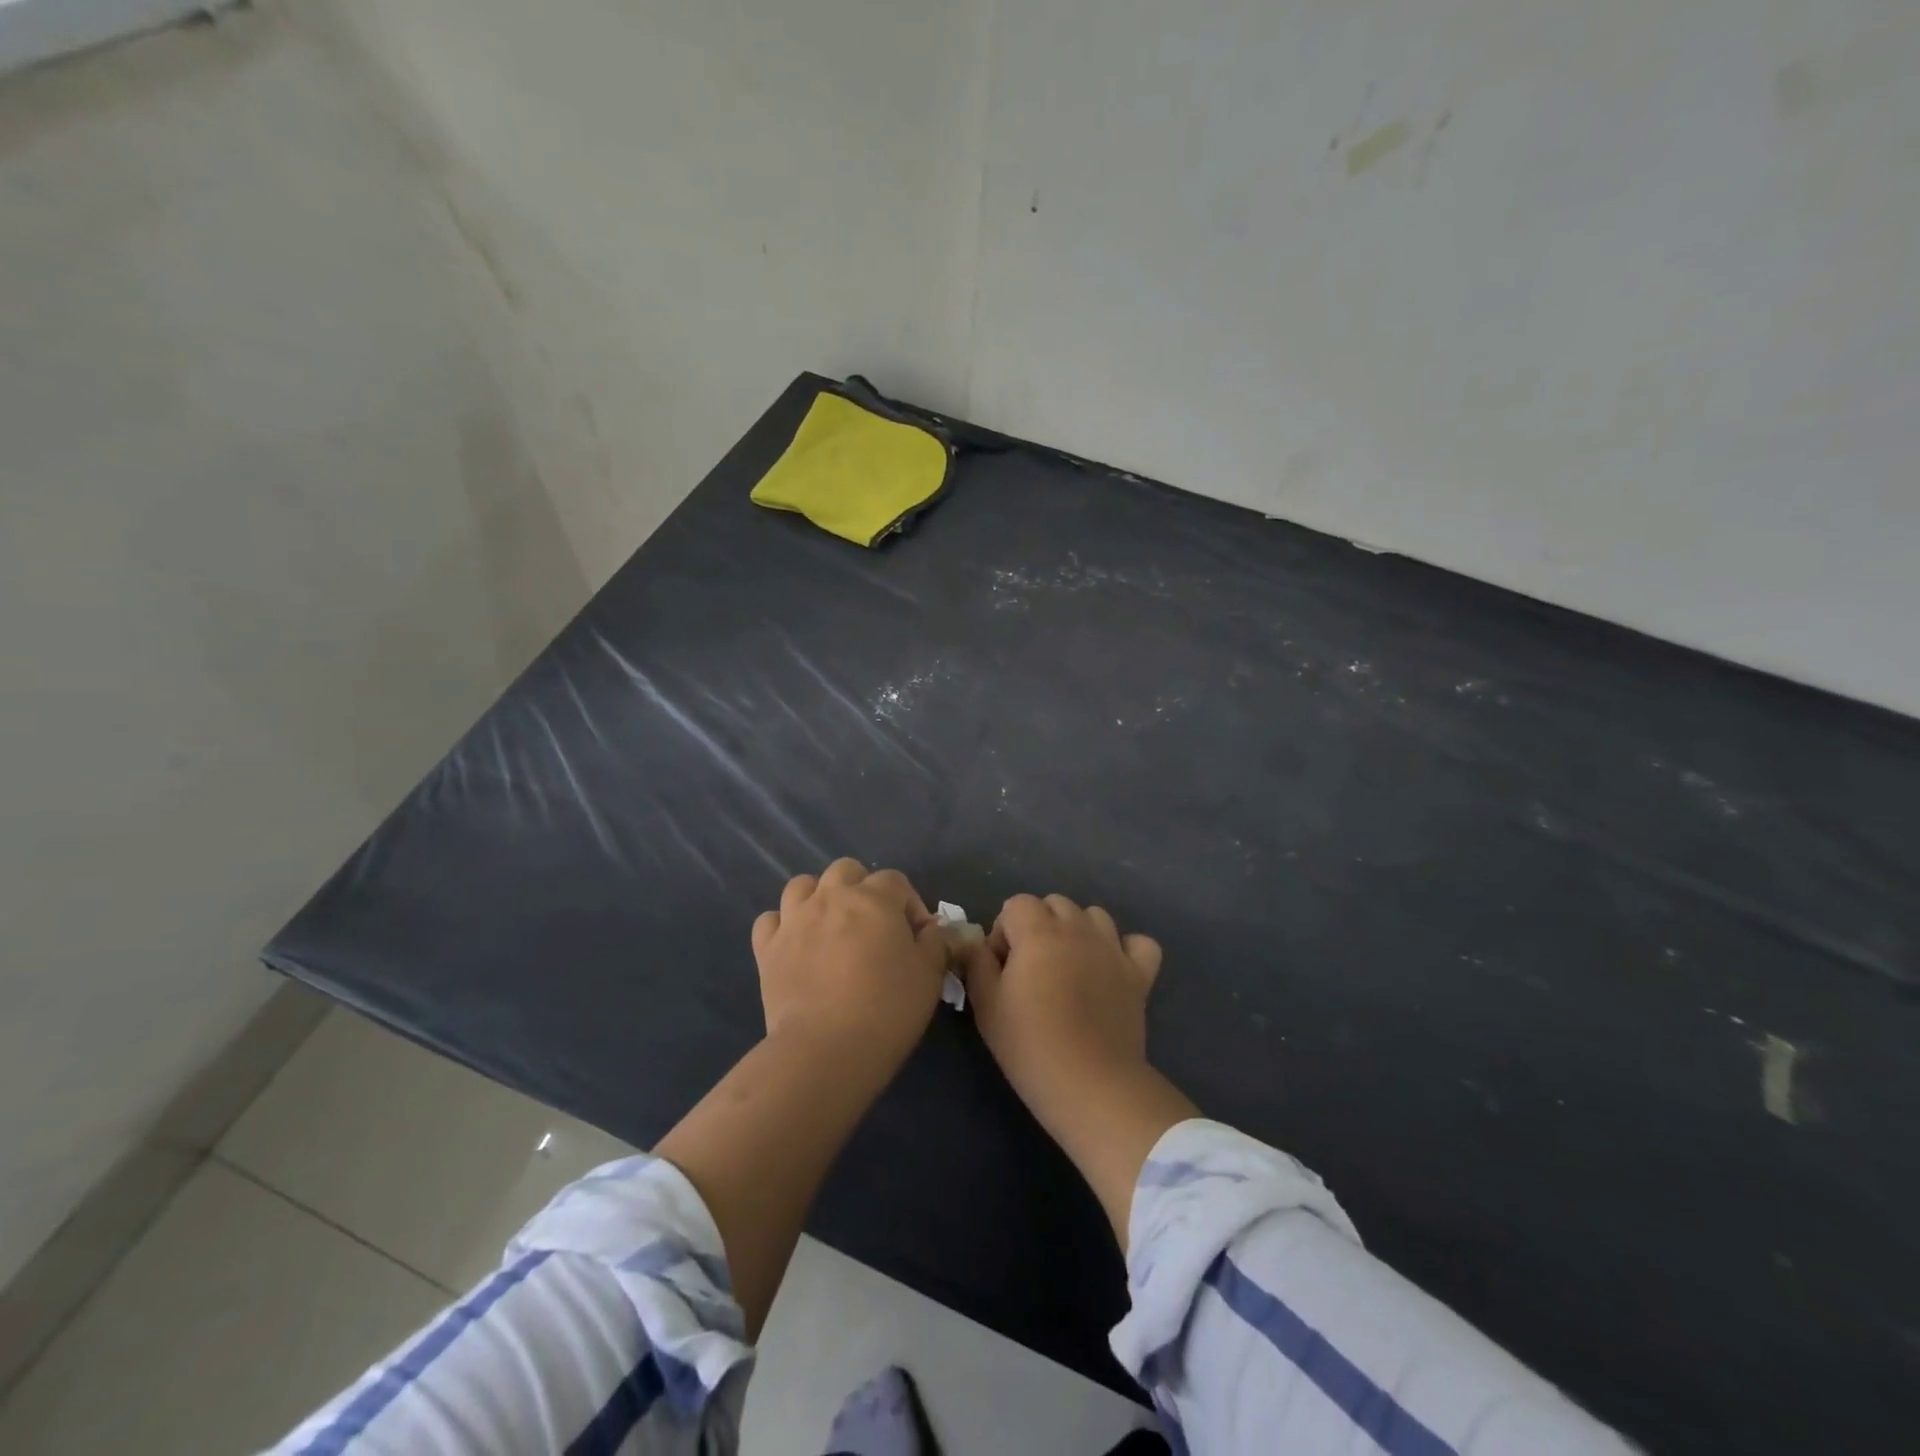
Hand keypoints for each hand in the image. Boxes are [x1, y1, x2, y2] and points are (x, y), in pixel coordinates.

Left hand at [751, 858, 952, 1066]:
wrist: (826, 1049)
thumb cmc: (887, 1009)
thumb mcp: (929, 976)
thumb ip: (934, 943)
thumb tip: (932, 929)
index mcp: (874, 899)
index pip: (895, 880)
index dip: (910, 903)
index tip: (917, 937)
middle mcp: (831, 897)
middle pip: (846, 870)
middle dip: (862, 888)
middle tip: (872, 925)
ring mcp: (794, 920)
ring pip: (802, 885)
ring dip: (819, 897)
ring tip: (831, 927)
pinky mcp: (767, 948)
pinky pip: (770, 920)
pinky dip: (783, 925)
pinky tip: (795, 944)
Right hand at [967, 893, 1164, 1126]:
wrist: (1090, 1085)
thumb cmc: (1030, 1046)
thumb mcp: (986, 1005)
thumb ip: (977, 963)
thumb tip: (977, 942)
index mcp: (1038, 933)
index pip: (1016, 904)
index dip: (1004, 932)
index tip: (1003, 968)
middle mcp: (1078, 929)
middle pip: (1055, 903)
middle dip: (1039, 925)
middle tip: (1032, 968)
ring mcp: (1113, 949)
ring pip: (1094, 915)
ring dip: (1078, 931)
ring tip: (1070, 967)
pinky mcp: (1139, 974)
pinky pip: (1139, 943)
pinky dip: (1125, 949)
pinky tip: (1111, 969)